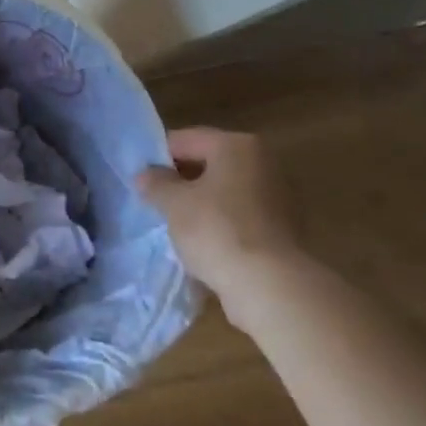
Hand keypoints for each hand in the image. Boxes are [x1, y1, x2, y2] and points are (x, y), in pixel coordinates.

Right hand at [137, 128, 301, 308]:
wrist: (270, 286)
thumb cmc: (217, 231)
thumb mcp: (174, 204)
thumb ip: (156, 183)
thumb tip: (146, 175)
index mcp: (237, 145)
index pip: (186, 140)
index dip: (158, 156)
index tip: (140, 178)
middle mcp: (264, 162)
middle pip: (210, 163)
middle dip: (182, 180)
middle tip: (156, 201)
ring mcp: (279, 196)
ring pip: (226, 192)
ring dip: (203, 204)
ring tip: (177, 225)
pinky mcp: (285, 229)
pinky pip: (241, 217)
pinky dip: (222, 224)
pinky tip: (204, 244)